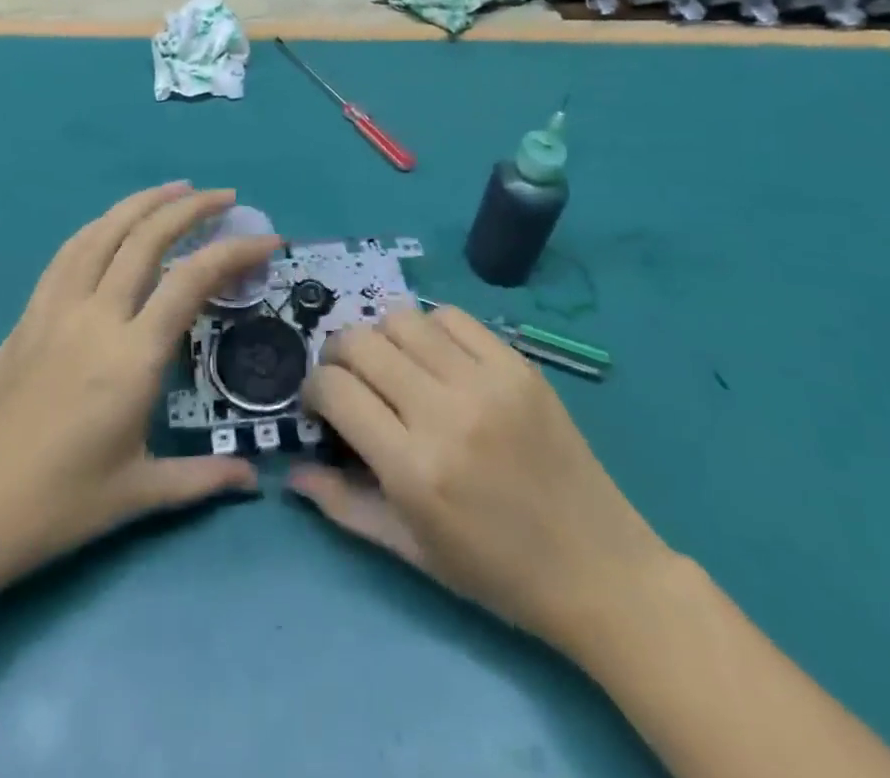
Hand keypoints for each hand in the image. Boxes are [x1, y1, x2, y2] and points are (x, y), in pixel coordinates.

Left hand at [0, 183, 278, 620]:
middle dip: (192, 208)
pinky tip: (112, 224)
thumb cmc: (55, 508)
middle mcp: (96, 317)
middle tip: (226, 197)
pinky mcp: (28, 315)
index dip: (235, 251)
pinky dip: (99, 226)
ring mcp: (56, 310)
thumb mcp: (137, 496)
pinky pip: (68, 253)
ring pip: (103, 233)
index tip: (268, 240)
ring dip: (143, 203)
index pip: (192, 280)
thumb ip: (203, 479)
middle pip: (147, 238)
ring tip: (175, 189)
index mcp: (131, 357)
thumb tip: (254, 479)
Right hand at [289, 306, 670, 643]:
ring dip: (382, 336)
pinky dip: (431, 329)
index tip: (320, 404)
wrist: (598, 566)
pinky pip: (453, 317)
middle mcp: (444, 411)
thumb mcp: (411, 551)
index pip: (335, 389)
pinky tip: (437, 358)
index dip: (313, 388)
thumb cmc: (496, 571)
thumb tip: (291, 472)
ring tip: (393, 365)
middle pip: (360, 341)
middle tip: (349, 379)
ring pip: (402, 318)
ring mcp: (486, 381)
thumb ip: (344, 506)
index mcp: (413, 468)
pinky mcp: (518, 364)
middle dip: (338, 355)